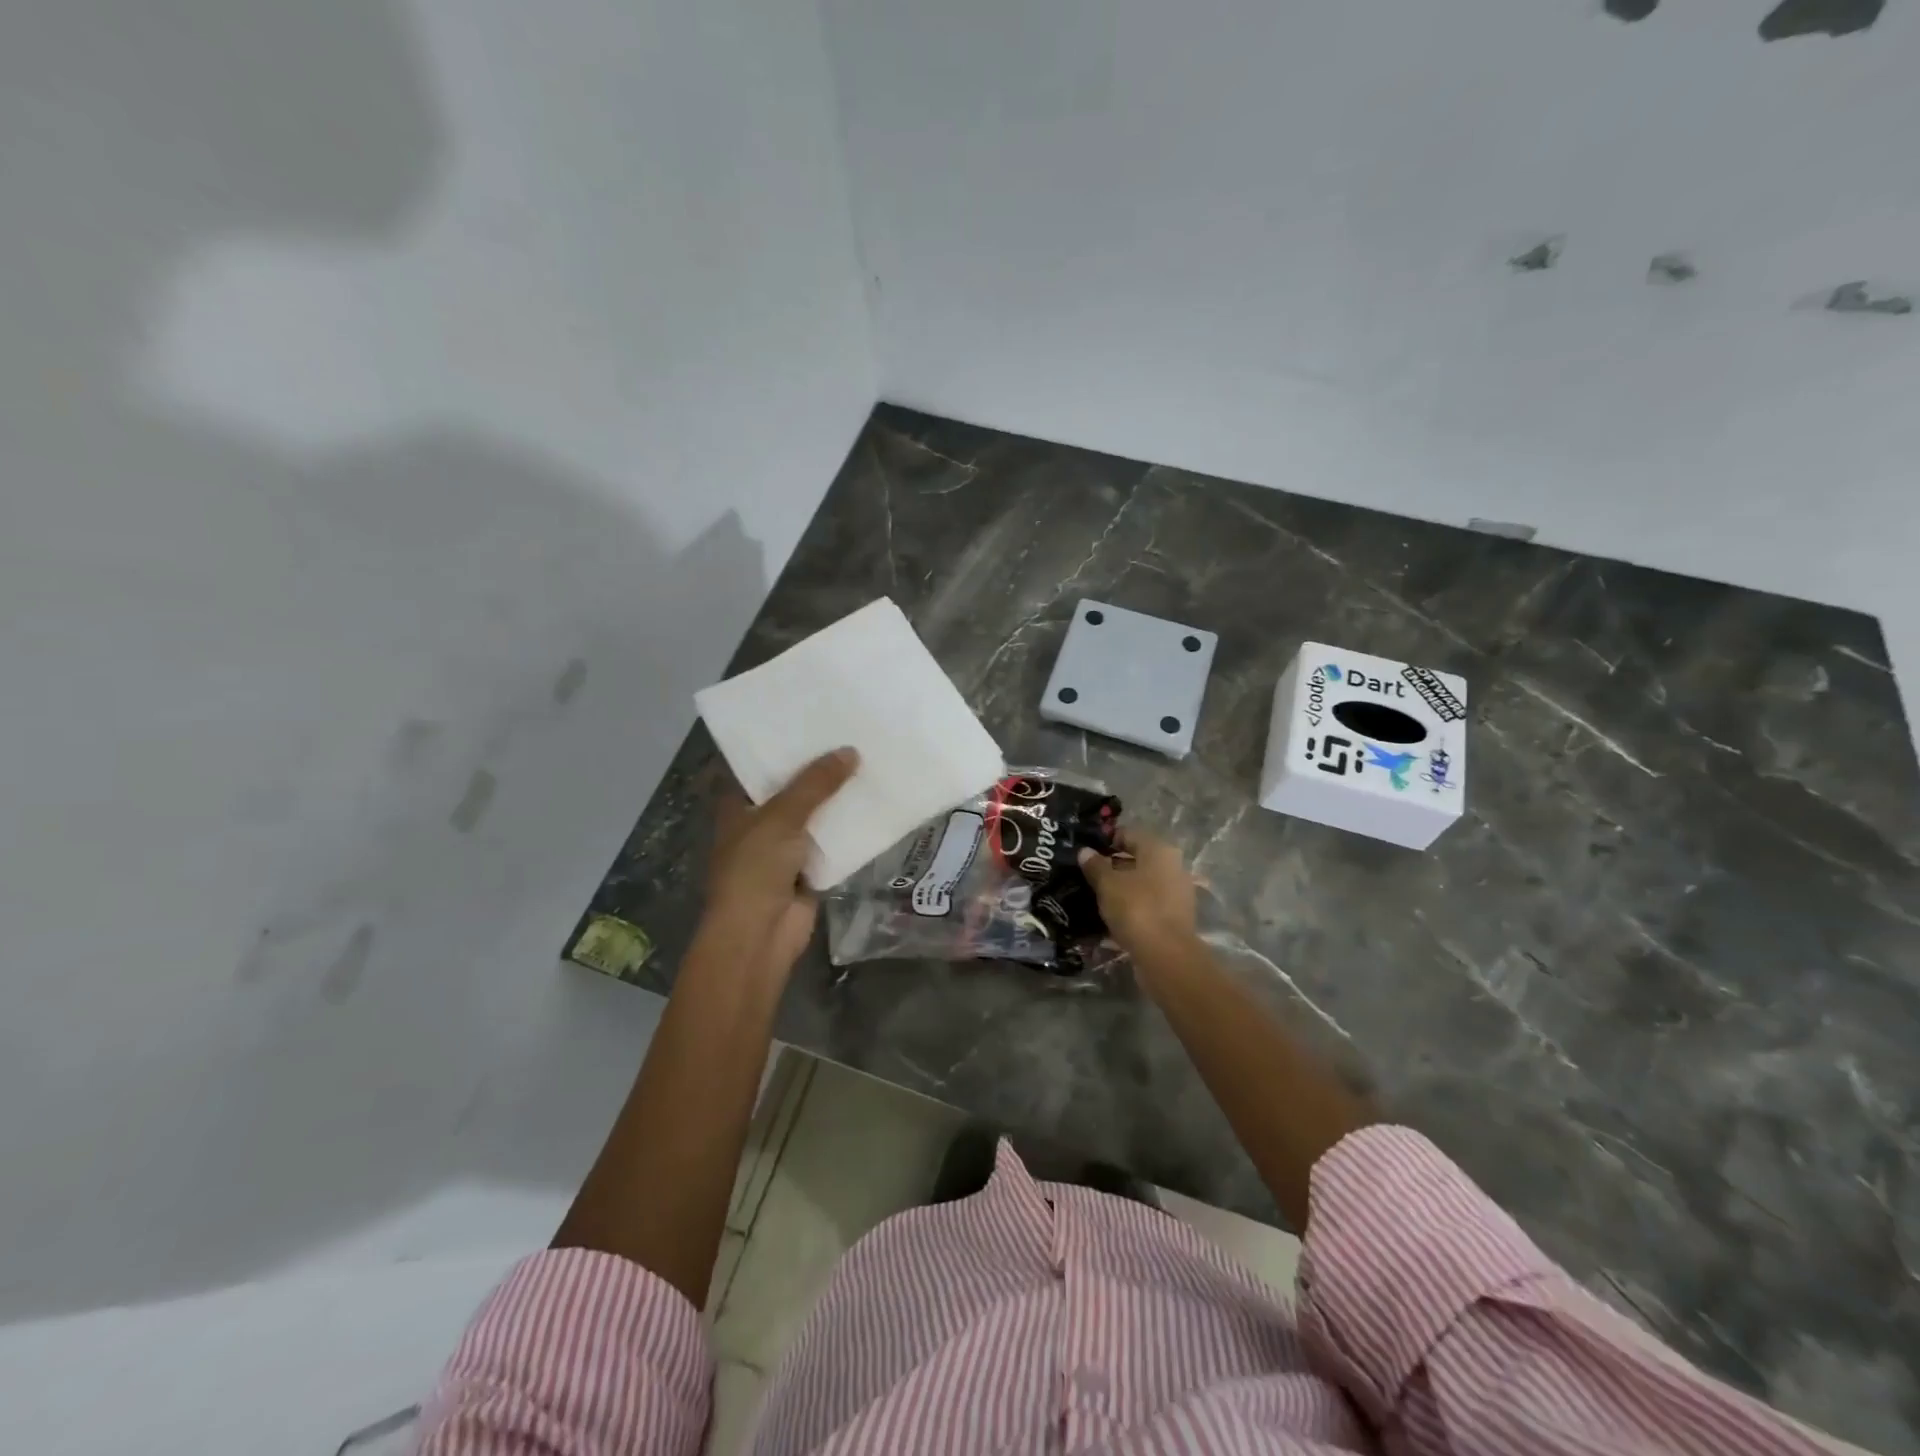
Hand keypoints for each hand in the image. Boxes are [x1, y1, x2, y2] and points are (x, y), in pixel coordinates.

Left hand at [705, 748, 858, 976]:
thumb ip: (816, 784)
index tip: (811, 723)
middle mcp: (758, 824)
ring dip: (836, 801)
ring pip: (814, 818)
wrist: (758, 934)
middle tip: (851, 737)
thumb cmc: (754, 868)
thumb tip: (850, 751)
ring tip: (868, 764)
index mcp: (737, 806)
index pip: (758, 768)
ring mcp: (783, 850)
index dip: (781, 748)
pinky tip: (873, 807)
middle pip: (792, 791)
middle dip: (818, 772)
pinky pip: (831, 844)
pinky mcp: (807, 871)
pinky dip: (848, 831)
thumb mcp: (782, 816)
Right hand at [1078, 827, 1198, 962]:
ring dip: (1121, 887)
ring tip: (1095, 896)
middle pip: (1137, 859)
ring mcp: (1177, 892)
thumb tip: (1085, 851)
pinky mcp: (1175, 916)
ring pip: (1142, 883)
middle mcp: (1173, 866)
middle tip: (1086, 875)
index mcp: (1159, 849)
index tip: (1085, 853)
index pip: (1128, 835)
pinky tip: (1112, 915)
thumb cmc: (1136, 908)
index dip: (1105, 841)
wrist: (1166, 955)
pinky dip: (1131, 906)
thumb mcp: (1107, 884)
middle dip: (1112, 866)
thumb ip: (1095, 865)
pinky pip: (1148, 903)